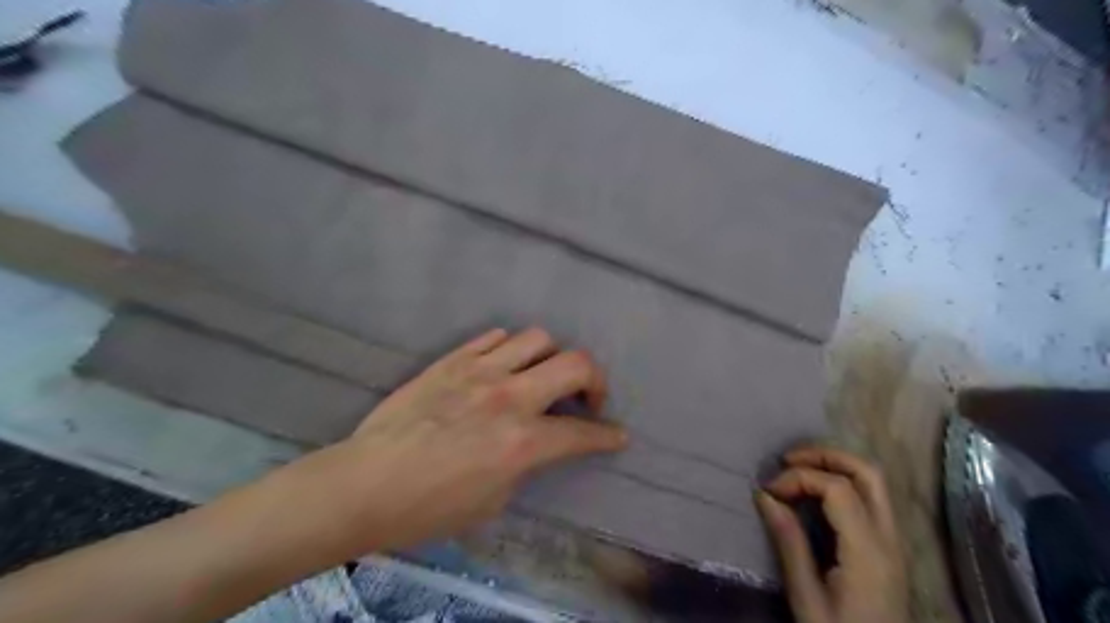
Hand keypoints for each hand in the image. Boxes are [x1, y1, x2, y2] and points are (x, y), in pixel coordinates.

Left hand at [308, 329, 628, 551]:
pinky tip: (503, 365)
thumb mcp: (493, 500)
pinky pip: (493, 337)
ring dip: (551, 358)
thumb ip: (524, 464)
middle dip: (595, 381)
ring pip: (537, 338)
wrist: (365, 483)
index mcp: (522, 441)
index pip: (582, 433)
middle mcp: (510, 397)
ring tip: (542, 376)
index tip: (617, 435)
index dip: (607, 436)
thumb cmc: (428, 507)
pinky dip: (509, 348)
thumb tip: (535, 444)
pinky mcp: (452, 360)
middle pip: (575, 364)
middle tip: (587, 398)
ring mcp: (480, 371)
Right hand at [756, 444, 909, 622]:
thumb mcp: (806, 596)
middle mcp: (888, 538)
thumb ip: (789, 542)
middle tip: (787, 461)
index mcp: (868, 551)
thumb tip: (764, 496)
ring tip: (798, 470)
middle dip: (825, 455)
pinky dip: (842, 481)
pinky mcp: (889, 547)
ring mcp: (893, 541)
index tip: (769, 491)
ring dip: (835, 465)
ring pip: (874, 481)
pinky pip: (871, 497)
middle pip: (868, 472)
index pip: (838, 488)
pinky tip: (816, 492)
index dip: (800, 478)